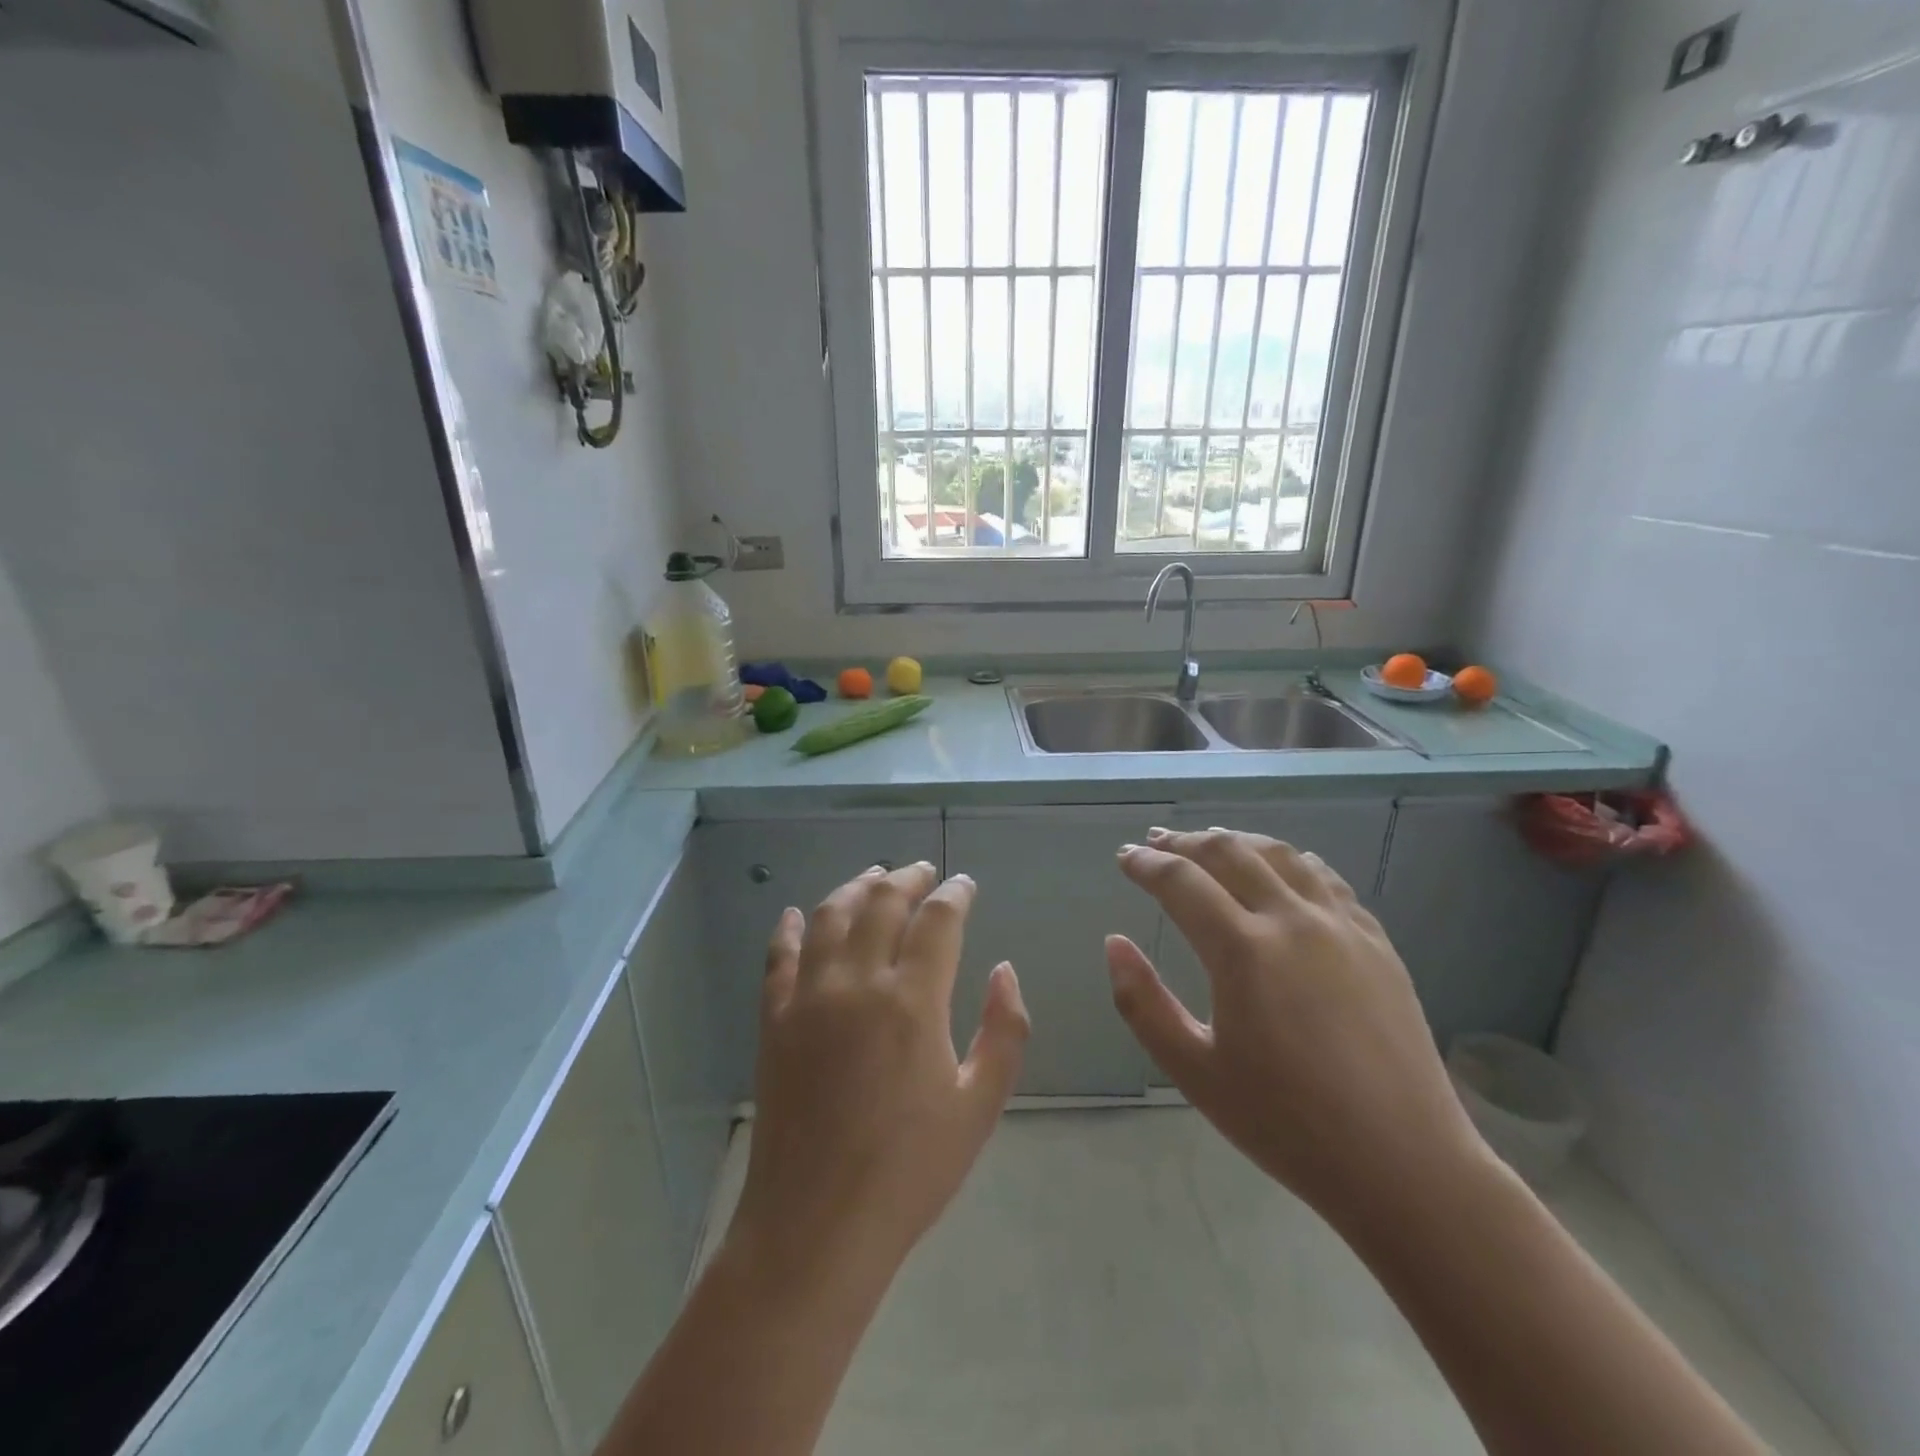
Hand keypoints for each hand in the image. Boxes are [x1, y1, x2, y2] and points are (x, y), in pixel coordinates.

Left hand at [729, 863, 1029, 1284]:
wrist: (816, 1226)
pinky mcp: (773, 1021)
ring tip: (873, 876)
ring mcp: (808, 998)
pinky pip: (777, 957)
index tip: (964, 884)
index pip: (937, 920)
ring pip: (829, 916)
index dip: (954, 894)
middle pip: (882, 903)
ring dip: (854, 887)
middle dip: (908, 878)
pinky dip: (786, 928)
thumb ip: (1004, 1030)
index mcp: (913, 1000)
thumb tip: (1004, 970)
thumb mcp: (980, 1105)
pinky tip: (794, 913)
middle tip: (923, 871)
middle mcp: (857, 982)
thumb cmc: (910, 1170)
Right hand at [1107, 828, 1486, 1228]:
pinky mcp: (1377, 941)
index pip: (1181, 881)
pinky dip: (1289, 861)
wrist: (1405, 1165)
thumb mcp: (1194, 1072)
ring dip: (1237, 841)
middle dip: (1185, 842)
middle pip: (1229, 852)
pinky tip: (1281, 870)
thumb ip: (1142, 1003)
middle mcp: (1293, 920)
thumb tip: (1114, 943)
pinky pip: (1326, 878)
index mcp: (1244, 951)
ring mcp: (1342, 926)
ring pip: (1281, 854)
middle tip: (1156, 843)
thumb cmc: (1286, 1124)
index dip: (1146, 864)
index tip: (1124, 858)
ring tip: (1210, 843)